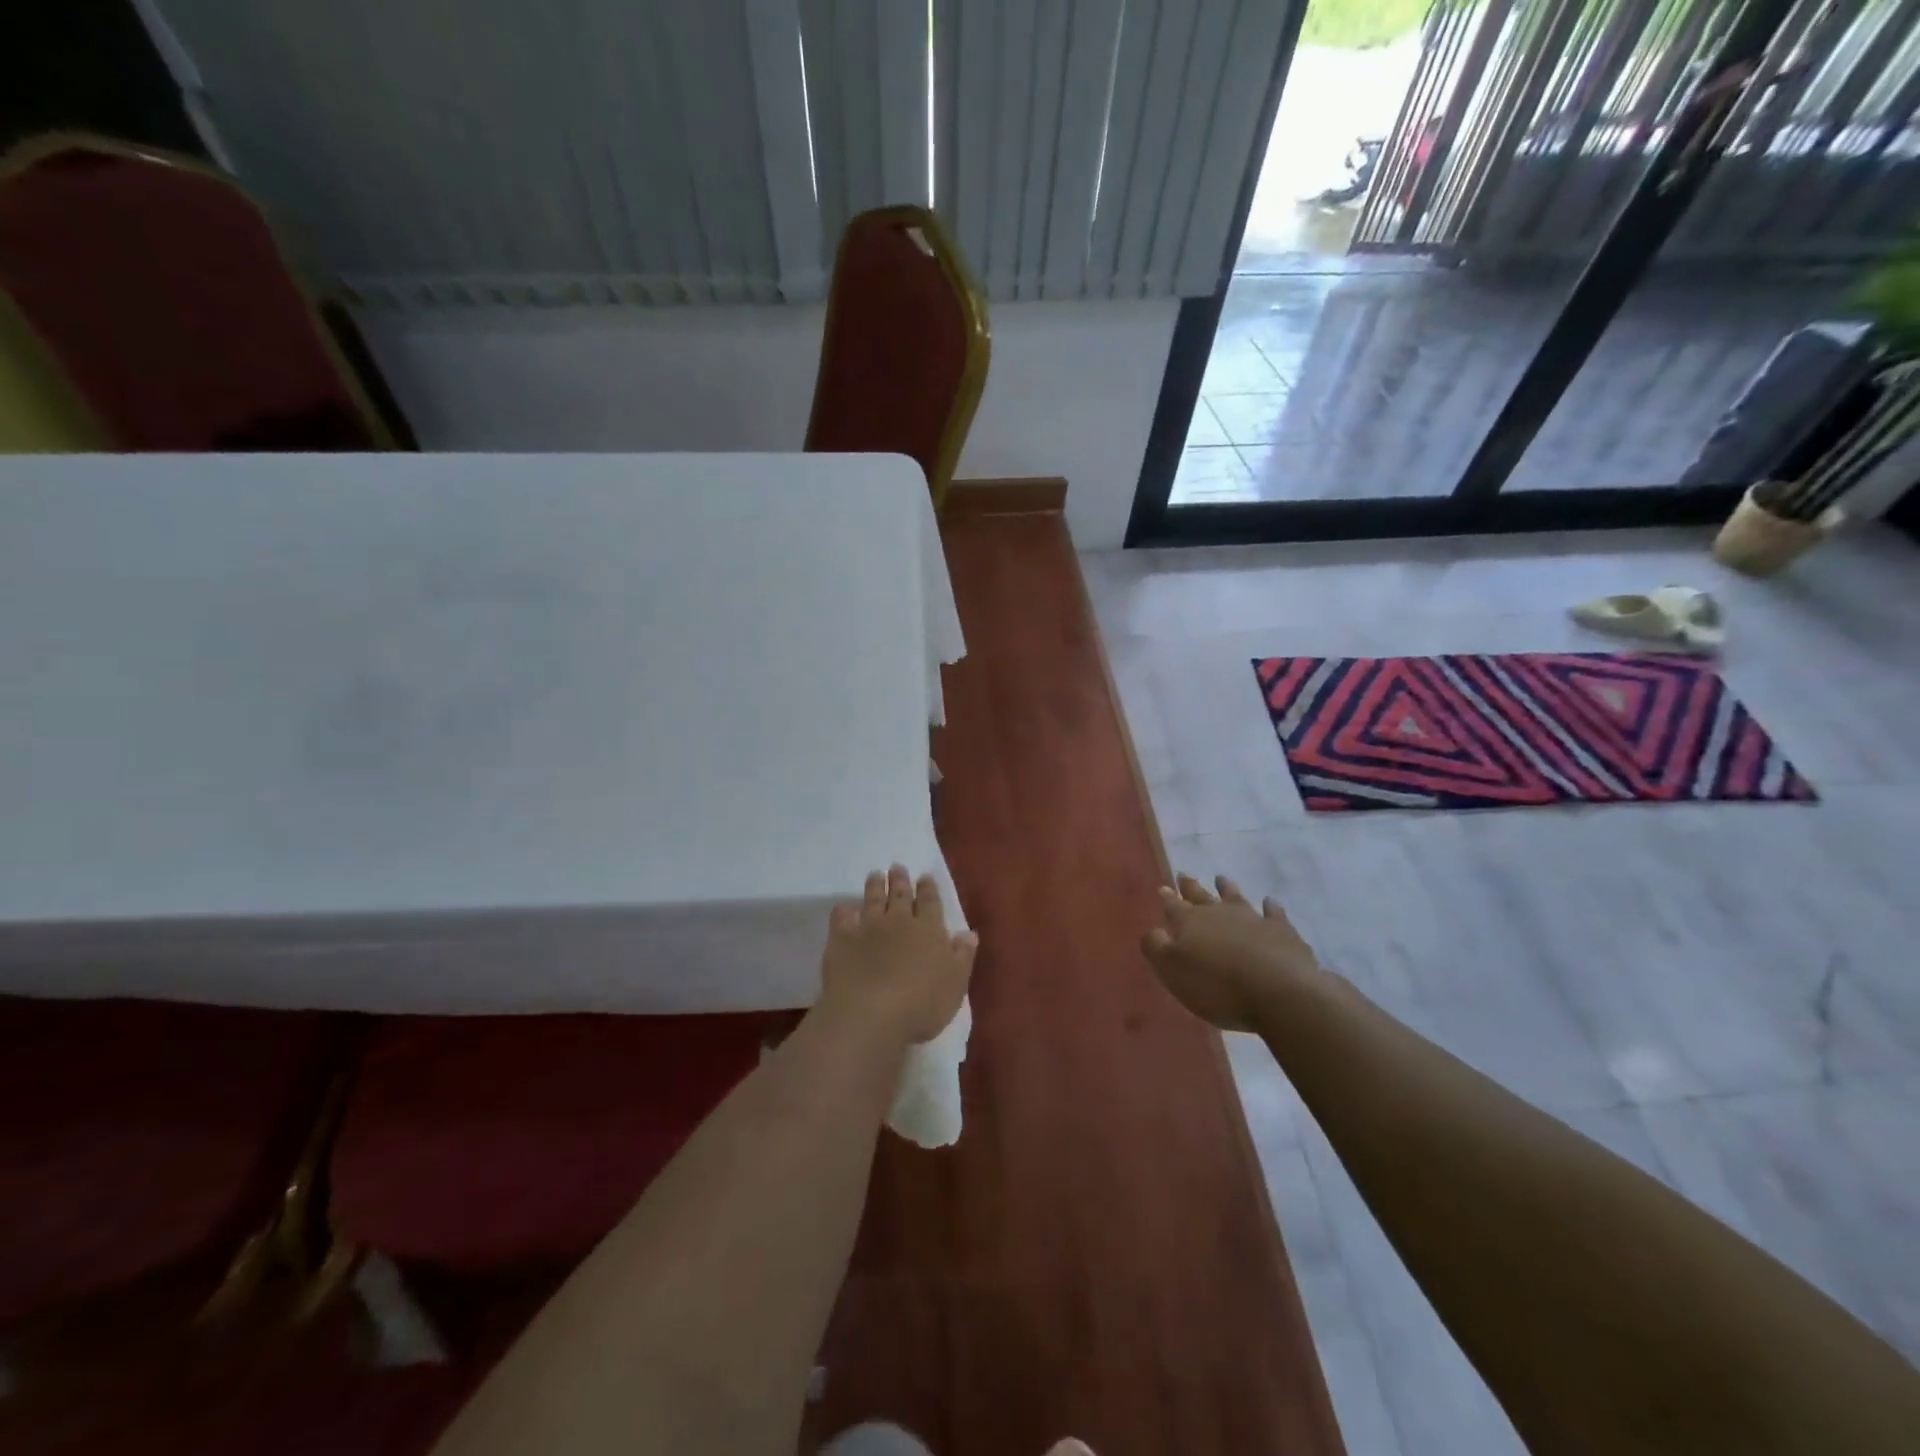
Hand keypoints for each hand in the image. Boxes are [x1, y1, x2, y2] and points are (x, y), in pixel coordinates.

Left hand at [820, 865, 976, 1045]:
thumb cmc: (921, 1005)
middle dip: (900, 880)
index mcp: (928, 930)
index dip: (928, 889)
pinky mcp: (841, 939)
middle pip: (900, 895)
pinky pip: (841, 918)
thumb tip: (969, 933)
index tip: (924, 876)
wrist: (870, 1014)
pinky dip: (843, 911)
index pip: (930, 903)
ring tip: (875, 874)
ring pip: (872, 899)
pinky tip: (843, 908)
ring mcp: (868, 927)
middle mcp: (898, 921)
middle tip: (897, 867)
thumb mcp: (955, 984)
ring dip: (875, 886)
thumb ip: (962, 956)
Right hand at [1140, 874, 1322, 1032]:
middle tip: (1183, 875)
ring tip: (1221, 879)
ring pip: (1235, 898)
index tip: (1163, 888)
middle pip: (1201, 896)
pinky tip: (1270, 902)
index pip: (1173, 906)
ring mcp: (1252, 919)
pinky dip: (1271, 907)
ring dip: (1227, 889)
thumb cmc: (1216, 986)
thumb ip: (1156, 947)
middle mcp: (1219, 913)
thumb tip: (1153, 930)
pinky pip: (1274, 914)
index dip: (1167, 898)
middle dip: (1191, 887)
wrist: (1278, 992)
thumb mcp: (1171, 971)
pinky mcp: (1282, 931)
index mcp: (1189, 922)